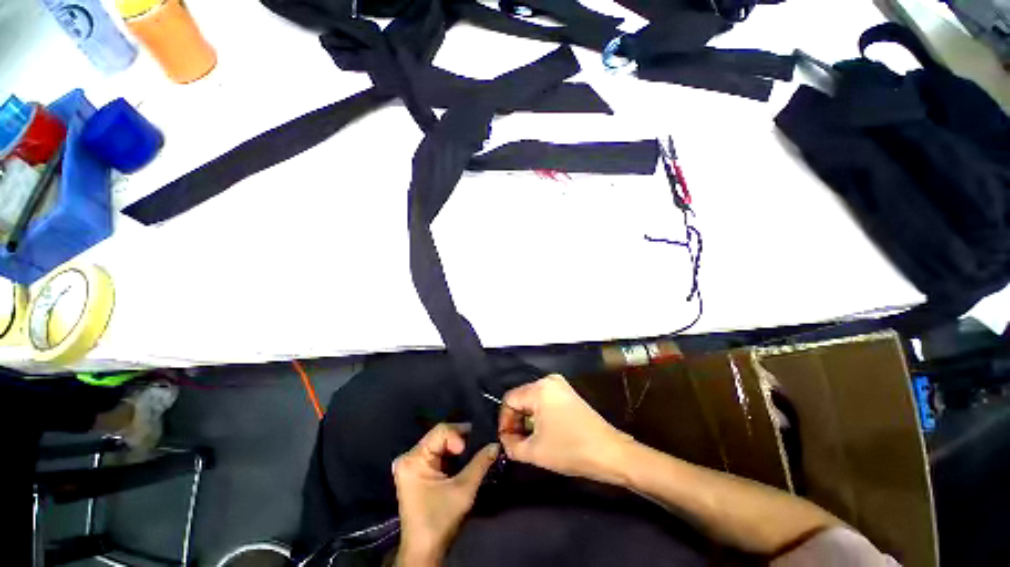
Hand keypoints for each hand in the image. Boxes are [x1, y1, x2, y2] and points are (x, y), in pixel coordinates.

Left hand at [393, 423, 498, 565]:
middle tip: (478, 445)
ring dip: (457, 447)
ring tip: (473, 452)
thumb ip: (480, 463)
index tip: (471, 449)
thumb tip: (496, 444)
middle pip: (439, 435)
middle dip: (461, 440)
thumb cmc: (441, 519)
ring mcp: (410, 464)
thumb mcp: (464, 489)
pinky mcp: (415, 471)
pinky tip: (462, 460)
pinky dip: (450, 454)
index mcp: (414, 459)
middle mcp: (408, 456)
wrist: (424, 551)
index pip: (441, 431)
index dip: (459, 436)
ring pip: (439, 443)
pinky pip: (436, 452)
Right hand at [499, 374, 632, 484]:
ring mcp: (560, 385)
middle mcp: (548, 380)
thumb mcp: (535, 452)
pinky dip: (538, 416)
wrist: (610, 453)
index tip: (506, 441)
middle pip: (521, 398)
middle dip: (515, 421)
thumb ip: (511, 446)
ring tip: (528, 441)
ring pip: (532, 400)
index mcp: (539, 389)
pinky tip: (542, 433)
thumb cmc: (571, 450)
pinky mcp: (567, 393)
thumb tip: (504, 440)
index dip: (504, 421)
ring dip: (527, 420)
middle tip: (515, 443)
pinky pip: (544, 401)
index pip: (509, 400)